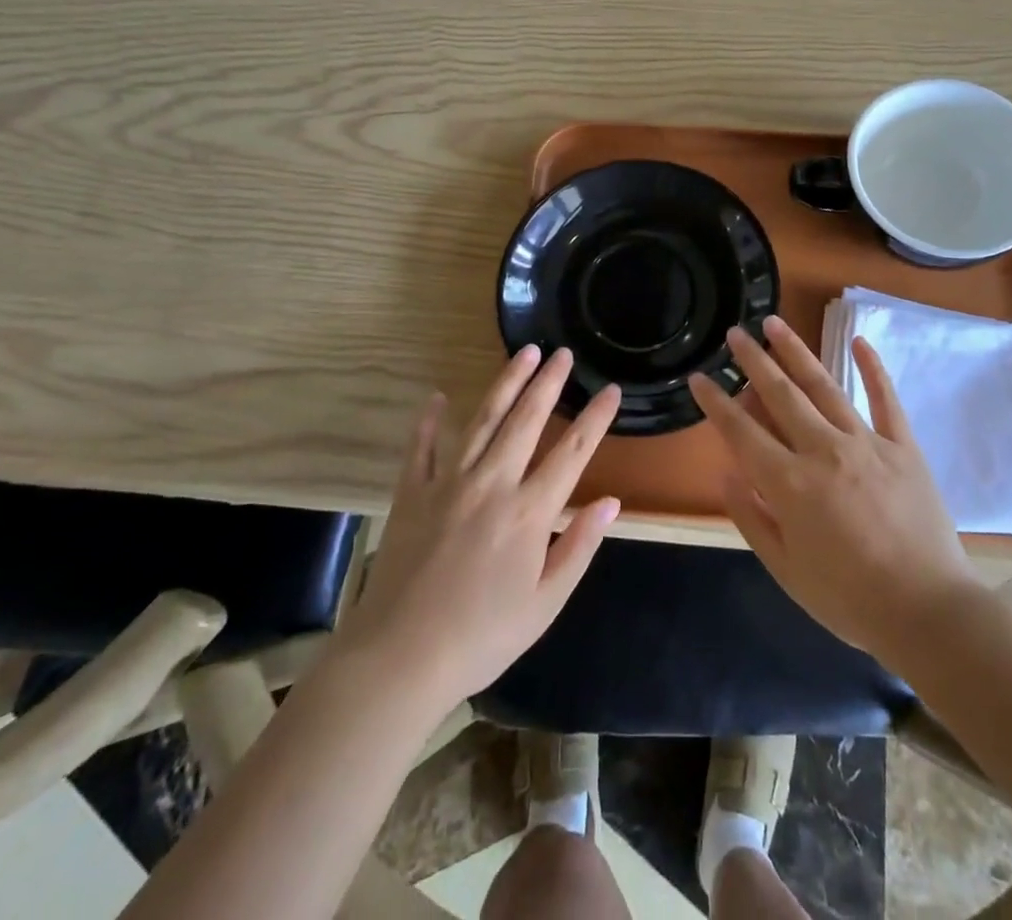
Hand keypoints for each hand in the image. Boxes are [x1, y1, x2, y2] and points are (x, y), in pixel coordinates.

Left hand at [340, 347, 621, 710]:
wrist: (399, 659)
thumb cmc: (481, 637)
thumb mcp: (545, 603)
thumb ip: (579, 547)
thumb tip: (611, 502)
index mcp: (529, 512)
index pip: (573, 452)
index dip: (596, 418)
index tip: (611, 389)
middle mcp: (492, 483)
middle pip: (526, 420)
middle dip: (548, 382)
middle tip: (562, 352)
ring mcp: (448, 483)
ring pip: (483, 419)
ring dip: (506, 383)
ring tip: (523, 353)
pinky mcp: (411, 493)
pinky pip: (422, 447)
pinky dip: (430, 420)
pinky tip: (439, 398)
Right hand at [689, 316, 977, 670]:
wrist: (929, 613)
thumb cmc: (849, 599)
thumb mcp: (786, 570)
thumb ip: (752, 518)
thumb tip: (726, 473)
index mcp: (790, 484)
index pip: (741, 432)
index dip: (716, 403)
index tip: (698, 378)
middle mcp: (823, 450)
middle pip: (780, 395)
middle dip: (753, 361)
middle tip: (735, 332)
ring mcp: (866, 443)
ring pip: (824, 386)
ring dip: (796, 351)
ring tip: (775, 323)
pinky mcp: (903, 447)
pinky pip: (885, 399)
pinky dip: (872, 368)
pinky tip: (859, 341)